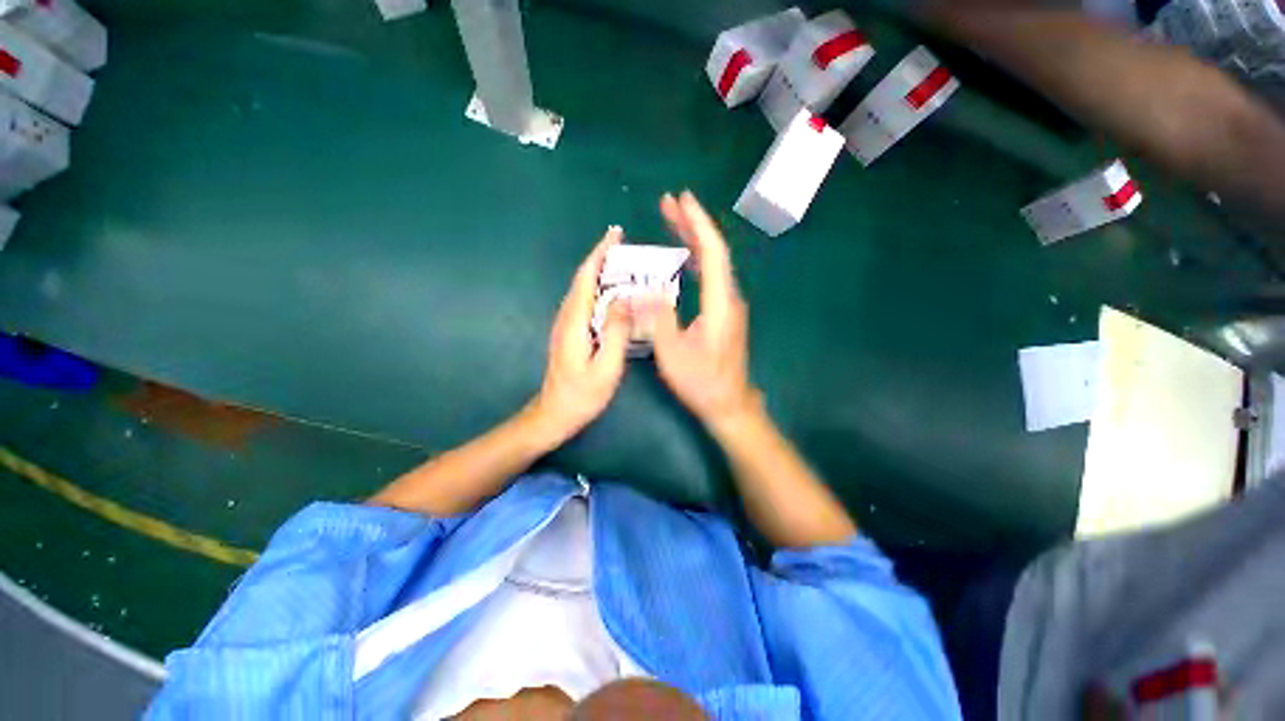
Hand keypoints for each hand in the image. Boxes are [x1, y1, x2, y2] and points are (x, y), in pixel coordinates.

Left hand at [527, 226, 631, 444]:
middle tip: (626, 247)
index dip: (600, 253)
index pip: (586, 277)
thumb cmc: (582, 395)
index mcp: (575, 321)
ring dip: (601, 273)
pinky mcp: (570, 333)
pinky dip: (599, 290)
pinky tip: (614, 296)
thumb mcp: (605, 367)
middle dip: (602, 258)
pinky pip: (586, 303)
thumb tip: (624, 299)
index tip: (615, 234)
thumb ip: (615, 332)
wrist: (554, 414)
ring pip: (584, 290)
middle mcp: (567, 317)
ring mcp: (567, 325)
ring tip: (625, 266)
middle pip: (583, 279)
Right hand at [640, 192, 757, 425]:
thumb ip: (658, 319)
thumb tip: (642, 291)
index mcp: (720, 303)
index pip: (713, 253)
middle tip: (669, 204)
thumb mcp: (673, 354)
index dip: (698, 224)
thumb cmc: (702, 382)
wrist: (728, 403)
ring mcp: (726, 305)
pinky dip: (694, 260)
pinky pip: (708, 278)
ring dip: (693, 241)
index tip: (683, 200)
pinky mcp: (721, 313)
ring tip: (671, 221)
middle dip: (692, 225)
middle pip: (714, 252)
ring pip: (712, 264)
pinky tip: (681, 257)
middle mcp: (728, 298)